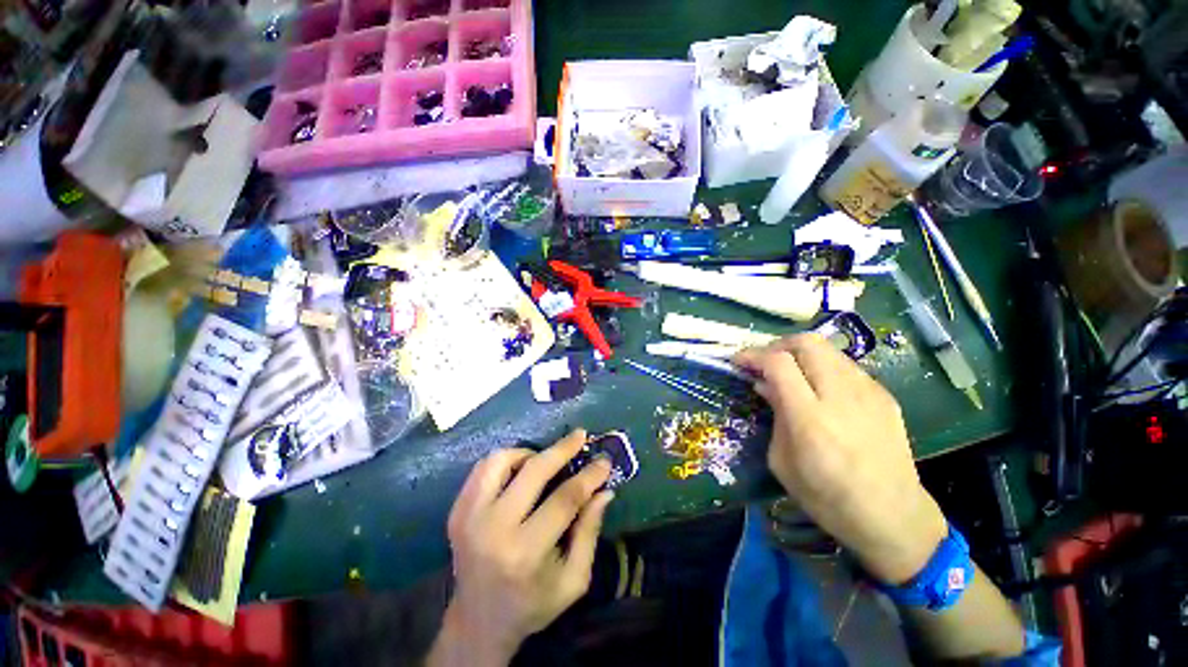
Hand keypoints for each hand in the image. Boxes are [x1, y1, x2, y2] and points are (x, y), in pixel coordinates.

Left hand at [428, 430, 614, 666]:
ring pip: (501, 460)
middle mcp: (493, 529)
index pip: (564, 500)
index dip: (588, 476)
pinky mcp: (456, 511)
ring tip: (544, 460)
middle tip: (580, 435)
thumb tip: (604, 490)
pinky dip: (505, 460)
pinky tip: (520, 470)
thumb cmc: (532, 602)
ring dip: (528, 452)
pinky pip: (482, 468)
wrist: (478, 621)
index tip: (604, 461)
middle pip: (533, 472)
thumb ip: (589, 532)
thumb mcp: (572, 579)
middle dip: (562, 449)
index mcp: (525, 553)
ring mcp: (469, 517)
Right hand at [734, 335, 947, 584]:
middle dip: (778, 345)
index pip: (778, 363)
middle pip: (807, 343)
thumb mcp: (782, 461)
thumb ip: (774, 415)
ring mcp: (868, 393)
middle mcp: (841, 396)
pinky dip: (823, 366)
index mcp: (809, 418)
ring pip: (828, 349)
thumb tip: (765, 385)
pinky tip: (819, 387)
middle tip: (764, 361)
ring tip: (789, 372)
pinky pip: (846, 366)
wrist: (893, 517)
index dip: (753, 355)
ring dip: (801, 354)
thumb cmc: (826, 497)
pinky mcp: (885, 396)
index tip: (738, 361)